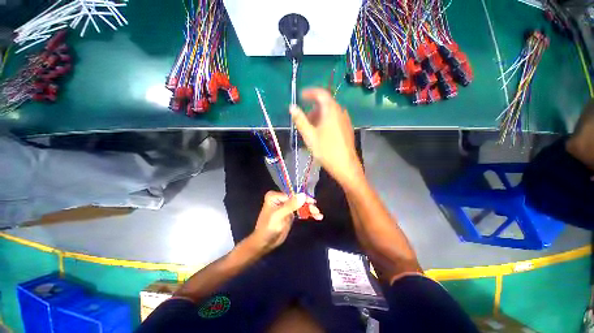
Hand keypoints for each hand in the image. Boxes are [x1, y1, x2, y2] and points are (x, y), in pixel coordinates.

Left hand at [251, 191, 319, 251]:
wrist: (265, 243)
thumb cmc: (269, 227)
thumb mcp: (279, 215)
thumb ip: (291, 205)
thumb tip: (303, 195)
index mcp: (275, 196)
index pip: (293, 195)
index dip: (303, 199)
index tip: (313, 203)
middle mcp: (281, 199)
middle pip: (298, 200)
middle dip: (308, 205)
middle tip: (317, 211)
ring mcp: (286, 206)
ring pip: (301, 205)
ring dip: (310, 210)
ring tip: (318, 215)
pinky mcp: (290, 214)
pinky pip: (301, 212)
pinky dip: (308, 214)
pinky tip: (316, 216)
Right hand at [290, 88, 363, 185]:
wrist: (345, 166)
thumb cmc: (326, 150)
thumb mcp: (309, 136)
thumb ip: (300, 120)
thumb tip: (292, 107)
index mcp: (331, 110)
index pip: (321, 93)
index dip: (310, 92)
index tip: (301, 96)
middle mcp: (340, 112)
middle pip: (326, 103)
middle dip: (313, 108)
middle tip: (304, 119)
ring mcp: (345, 120)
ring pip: (330, 112)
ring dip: (319, 116)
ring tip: (311, 128)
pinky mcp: (347, 129)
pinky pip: (335, 119)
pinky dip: (325, 121)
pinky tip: (321, 133)